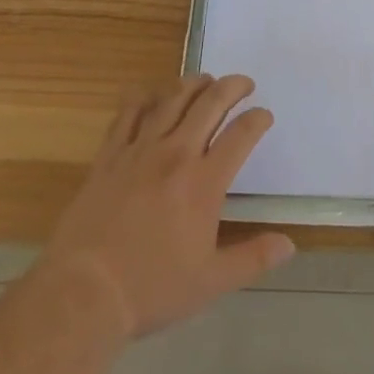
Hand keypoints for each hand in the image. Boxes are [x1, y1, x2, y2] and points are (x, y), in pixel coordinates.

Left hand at [40, 73, 293, 339]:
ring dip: (194, 83)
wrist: (84, 292)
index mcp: (204, 182)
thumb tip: (289, 245)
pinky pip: (129, 112)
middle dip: (232, 87)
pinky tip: (152, 93)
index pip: (241, 134)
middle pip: (210, 103)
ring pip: (172, 98)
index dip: (258, 119)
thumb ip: (252, 258)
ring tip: (206, 80)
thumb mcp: (210, 282)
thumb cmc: (151, 289)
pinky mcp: (110, 154)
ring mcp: (140, 149)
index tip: (264, 116)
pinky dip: (145, 95)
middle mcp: (176, 153)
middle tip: (244, 84)